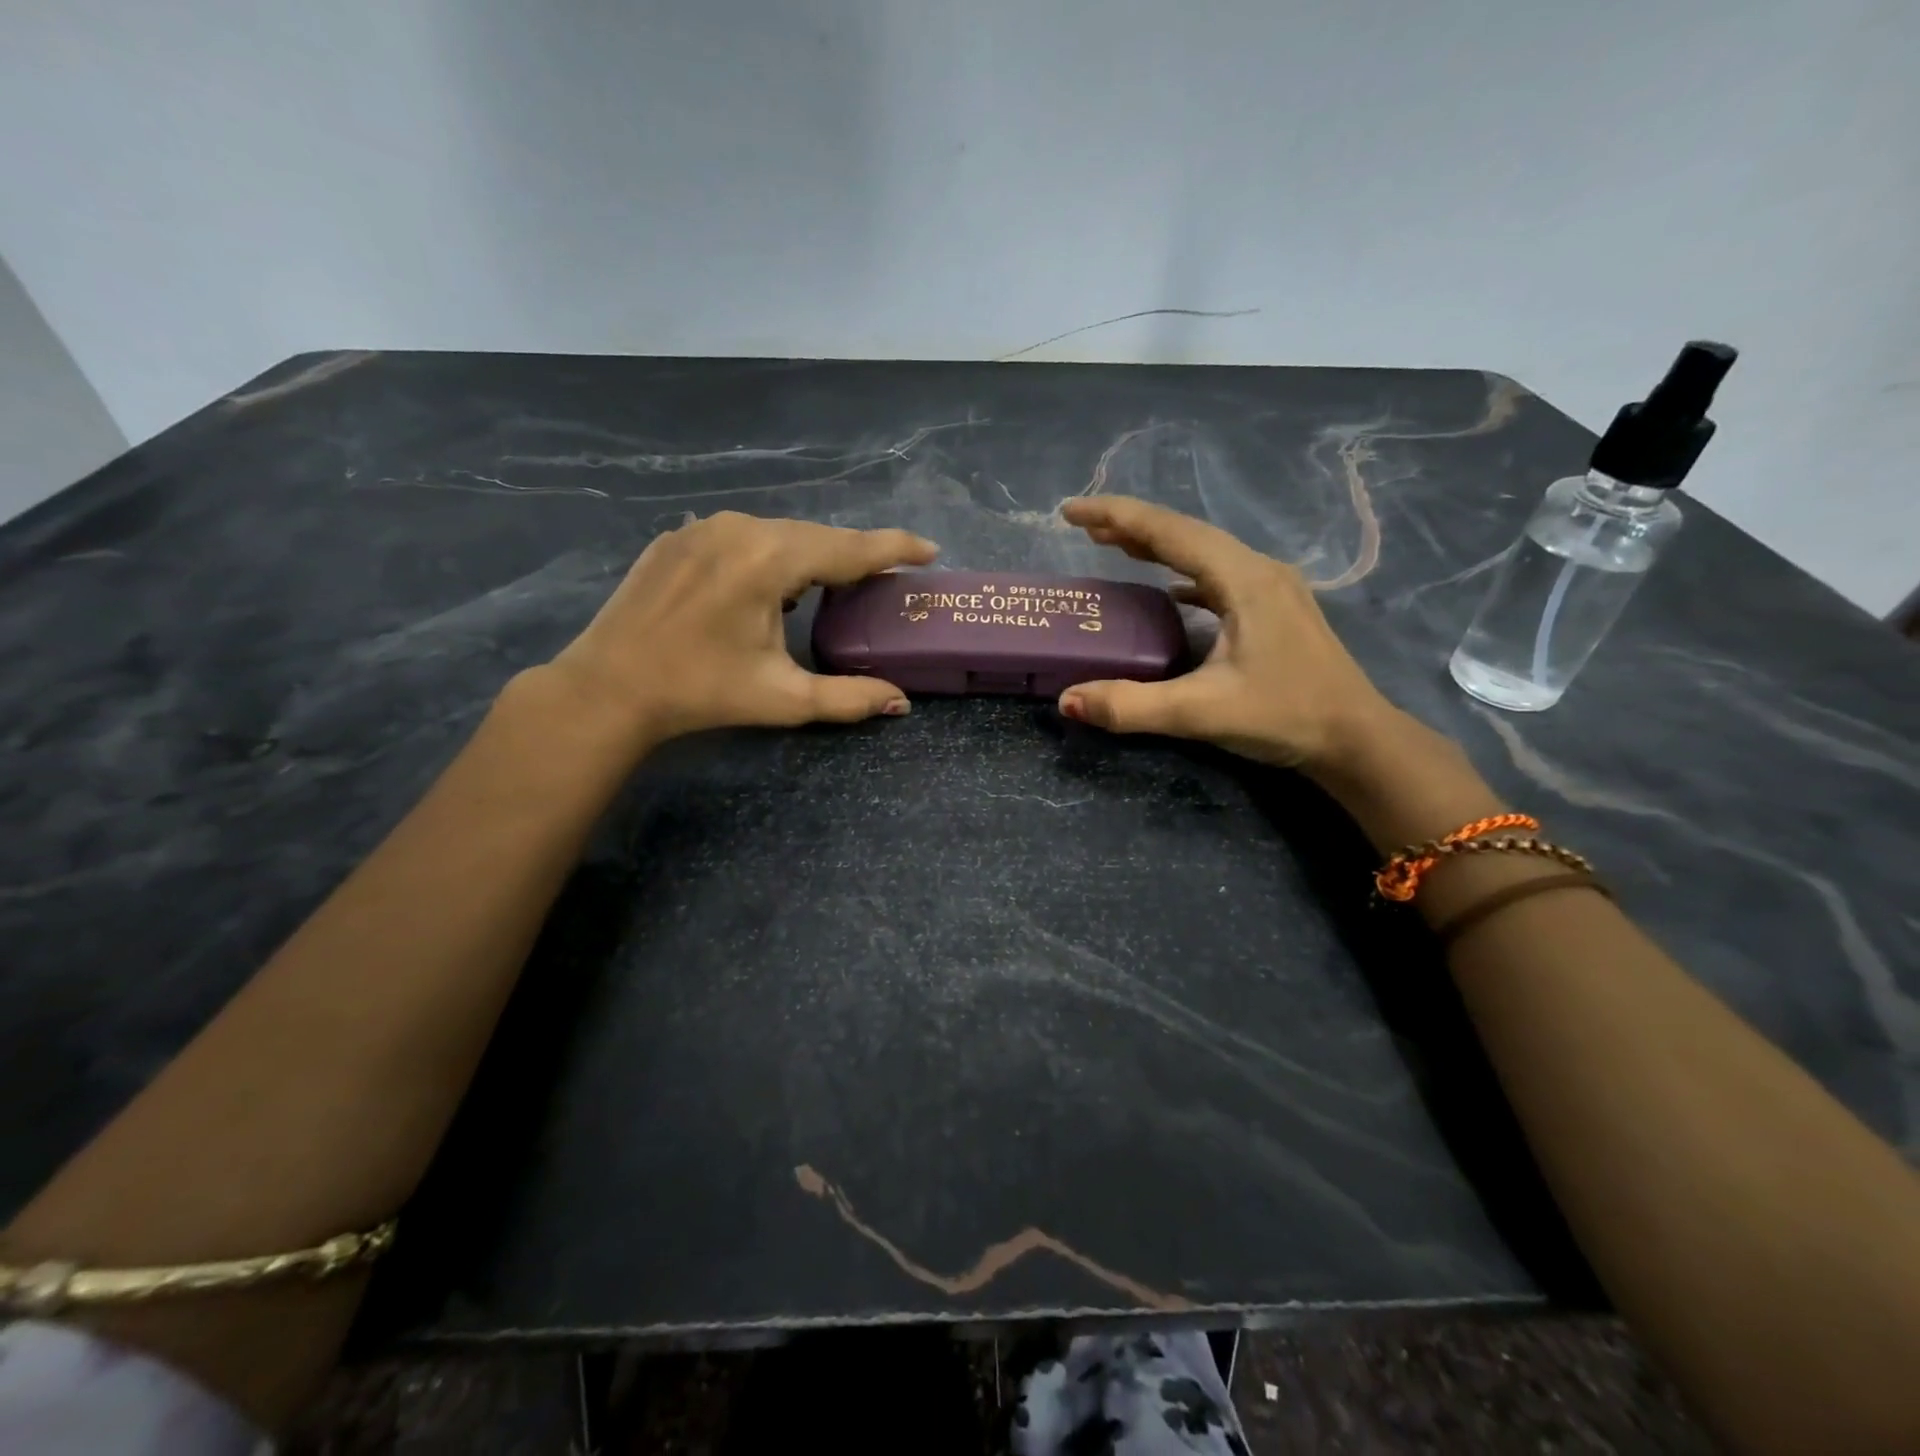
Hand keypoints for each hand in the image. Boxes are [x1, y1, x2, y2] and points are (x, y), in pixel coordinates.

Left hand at [546, 511, 938, 745]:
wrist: (610, 687)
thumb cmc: (701, 692)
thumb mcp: (783, 698)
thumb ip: (849, 698)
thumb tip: (902, 703)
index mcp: (769, 560)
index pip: (849, 548)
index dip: (894, 549)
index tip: (929, 550)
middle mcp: (740, 528)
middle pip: (816, 536)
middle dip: (853, 556)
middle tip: (882, 579)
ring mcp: (704, 527)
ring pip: (778, 532)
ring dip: (810, 555)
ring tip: (831, 585)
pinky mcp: (679, 536)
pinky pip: (742, 535)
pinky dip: (769, 553)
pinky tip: (770, 583)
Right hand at [1057, 497, 1399, 774]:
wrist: (1357, 739)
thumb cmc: (1285, 716)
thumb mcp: (1201, 712)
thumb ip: (1131, 706)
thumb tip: (1067, 701)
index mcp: (1243, 579)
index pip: (1169, 532)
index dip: (1116, 516)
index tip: (1070, 511)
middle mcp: (1258, 570)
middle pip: (1186, 534)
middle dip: (1132, 527)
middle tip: (1084, 529)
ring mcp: (1272, 588)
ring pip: (1204, 552)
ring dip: (1158, 547)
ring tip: (1115, 546)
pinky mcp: (1275, 609)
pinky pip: (1219, 577)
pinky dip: (1184, 573)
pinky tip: (1169, 588)